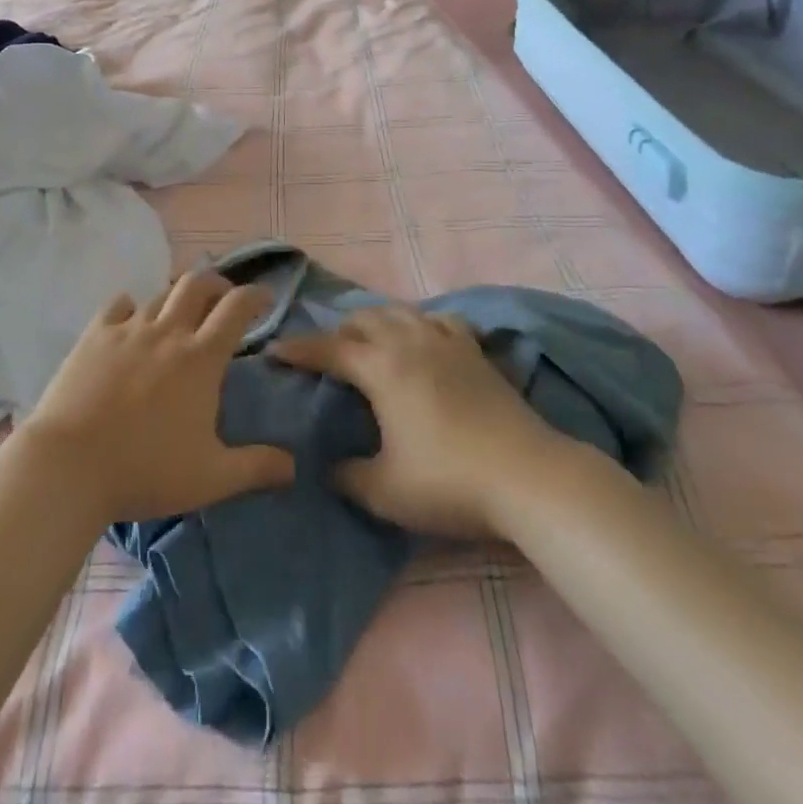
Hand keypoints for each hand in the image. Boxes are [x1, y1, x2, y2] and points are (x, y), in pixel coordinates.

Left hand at [16, 274, 294, 523]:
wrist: (69, 465)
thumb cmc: (145, 470)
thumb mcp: (210, 478)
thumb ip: (255, 468)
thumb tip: (293, 466)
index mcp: (201, 358)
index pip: (236, 308)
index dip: (255, 295)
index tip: (265, 296)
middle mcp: (168, 332)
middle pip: (197, 285)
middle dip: (216, 283)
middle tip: (223, 297)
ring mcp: (128, 330)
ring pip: (159, 295)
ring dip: (176, 298)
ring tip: (179, 313)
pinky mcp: (94, 336)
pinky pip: (118, 305)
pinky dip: (131, 305)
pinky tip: (131, 317)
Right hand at [271, 306, 555, 536]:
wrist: (527, 476)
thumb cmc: (449, 481)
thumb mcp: (385, 491)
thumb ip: (348, 477)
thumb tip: (329, 468)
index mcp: (382, 367)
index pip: (329, 348)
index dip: (299, 349)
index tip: (275, 351)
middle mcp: (409, 342)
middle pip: (364, 319)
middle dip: (338, 331)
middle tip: (325, 353)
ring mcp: (446, 342)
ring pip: (401, 311)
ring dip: (376, 320)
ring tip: (368, 339)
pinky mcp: (475, 351)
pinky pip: (440, 320)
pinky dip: (421, 322)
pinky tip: (424, 338)